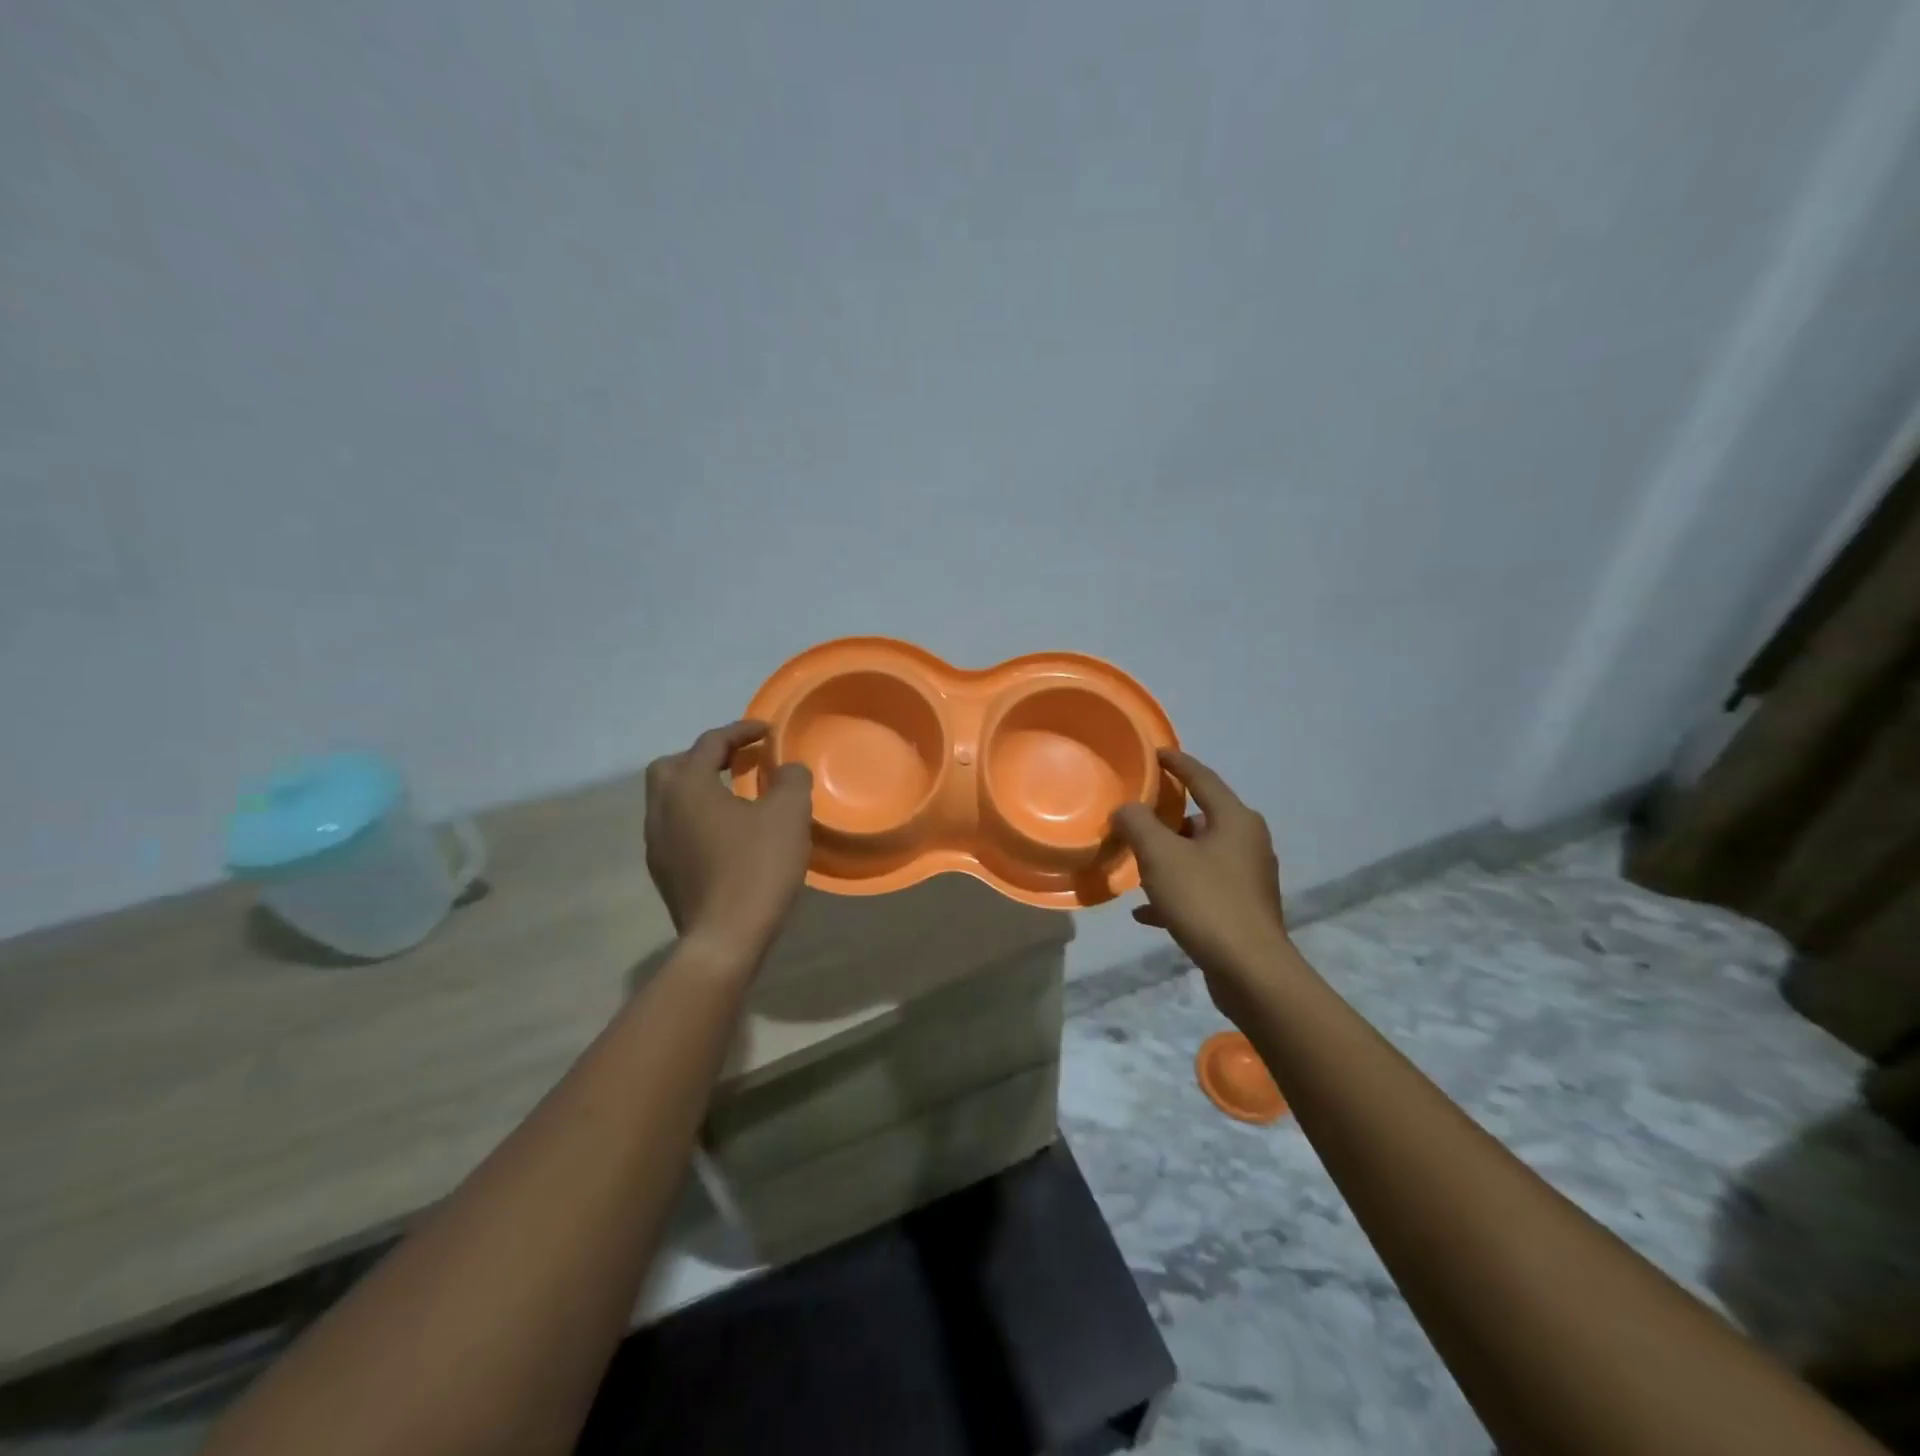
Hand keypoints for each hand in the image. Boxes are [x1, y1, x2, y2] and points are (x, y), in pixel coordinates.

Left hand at [644, 720, 813, 967]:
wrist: (725, 938)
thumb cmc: (756, 867)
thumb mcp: (789, 814)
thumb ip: (791, 780)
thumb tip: (787, 769)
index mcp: (688, 787)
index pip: (710, 743)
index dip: (741, 731)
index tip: (768, 732)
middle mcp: (661, 809)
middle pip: (673, 767)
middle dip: (704, 758)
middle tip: (738, 762)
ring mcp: (657, 844)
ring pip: (670, 800)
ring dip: (699, 789)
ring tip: (735, 797)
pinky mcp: (664, 873)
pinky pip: (676, 829)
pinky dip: (698, 818)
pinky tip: (727, 836)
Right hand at [1113, 750, 1293, 1016]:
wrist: (1249, 971)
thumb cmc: (1206, 901)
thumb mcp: (1161, 856)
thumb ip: (1138, 824)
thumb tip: (1126, 809)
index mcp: (1235, 820)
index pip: (1202, 777)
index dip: (1176, 763)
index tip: (1155, 752)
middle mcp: (1247, 842)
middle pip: (1201, 818)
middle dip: (1167, 818)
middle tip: (1135, 816)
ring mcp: (1247, 878)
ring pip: (1199, 856)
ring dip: (1168, 858)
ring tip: (1136, 864)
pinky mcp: (1242, 909)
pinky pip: (1201, 890)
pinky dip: (1175, 893)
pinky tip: (1145, 911)